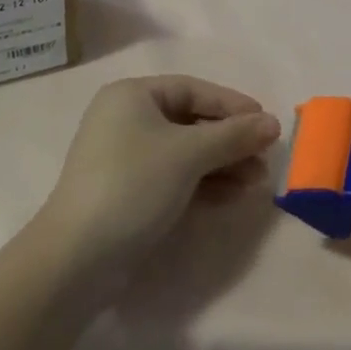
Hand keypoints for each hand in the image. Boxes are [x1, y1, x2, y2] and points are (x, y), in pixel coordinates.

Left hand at [38, 76, 280, 280]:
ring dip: (223, 164)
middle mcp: (126, 119)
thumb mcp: (189, 154)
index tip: (266, 122)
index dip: (232, 104)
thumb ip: (234, 135)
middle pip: (191, 121)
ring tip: (256, 182)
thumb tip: (273, 123)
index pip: (193, 90)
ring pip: (186, 152)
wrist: (76, 259)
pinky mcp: (129, 192)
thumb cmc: (133, 185)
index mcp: (132, 96)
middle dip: (230, 140)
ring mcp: (126, 158)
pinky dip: (204, 183)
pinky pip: (175, 176)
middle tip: (264, 158)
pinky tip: (233, 196)